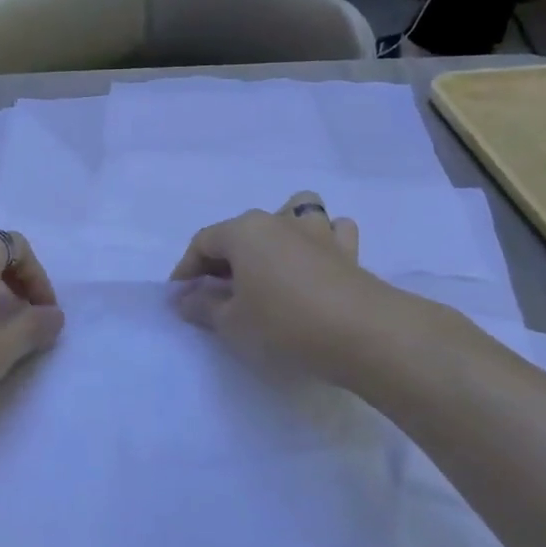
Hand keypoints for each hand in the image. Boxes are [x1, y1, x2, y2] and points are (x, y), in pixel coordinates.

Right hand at [170, 190, 389, 384]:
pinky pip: (332, 232)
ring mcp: (318, 232)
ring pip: (296, 212)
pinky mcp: (349, 252)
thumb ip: (202, 307)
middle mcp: (279, 221)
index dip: (186, 270)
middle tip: (219, 292)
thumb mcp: (231, 323)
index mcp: (244, 231)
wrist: (364, 334)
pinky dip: (322, 242)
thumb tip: (185, 298)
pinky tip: (317, 264)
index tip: (181, 299)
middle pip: (242, 230)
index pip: (203, 242)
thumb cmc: (283, 323)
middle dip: (226, 258)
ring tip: (273, 262)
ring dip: (281, 230)